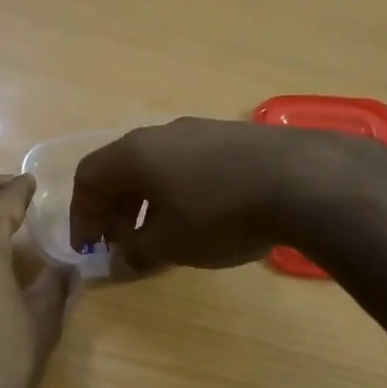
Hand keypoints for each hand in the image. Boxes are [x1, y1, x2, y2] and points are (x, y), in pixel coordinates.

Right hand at [69, 118, 335, 270]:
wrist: (304, 180)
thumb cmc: (220, 214)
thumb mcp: (172, 244)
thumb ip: (138, 251)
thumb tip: (126, 256)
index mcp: (135, 154)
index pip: (89, 177)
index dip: (82, 214)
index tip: (90, 247)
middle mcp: (162, 134)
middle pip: (122, 170)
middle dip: (115, 210)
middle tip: (122, 244)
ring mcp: (201, 131)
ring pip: (157, 167)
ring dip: (147, 202)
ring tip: (160, 235)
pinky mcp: (234, 138)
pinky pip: (189, 165)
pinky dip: (178, 192)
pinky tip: (200, 218)